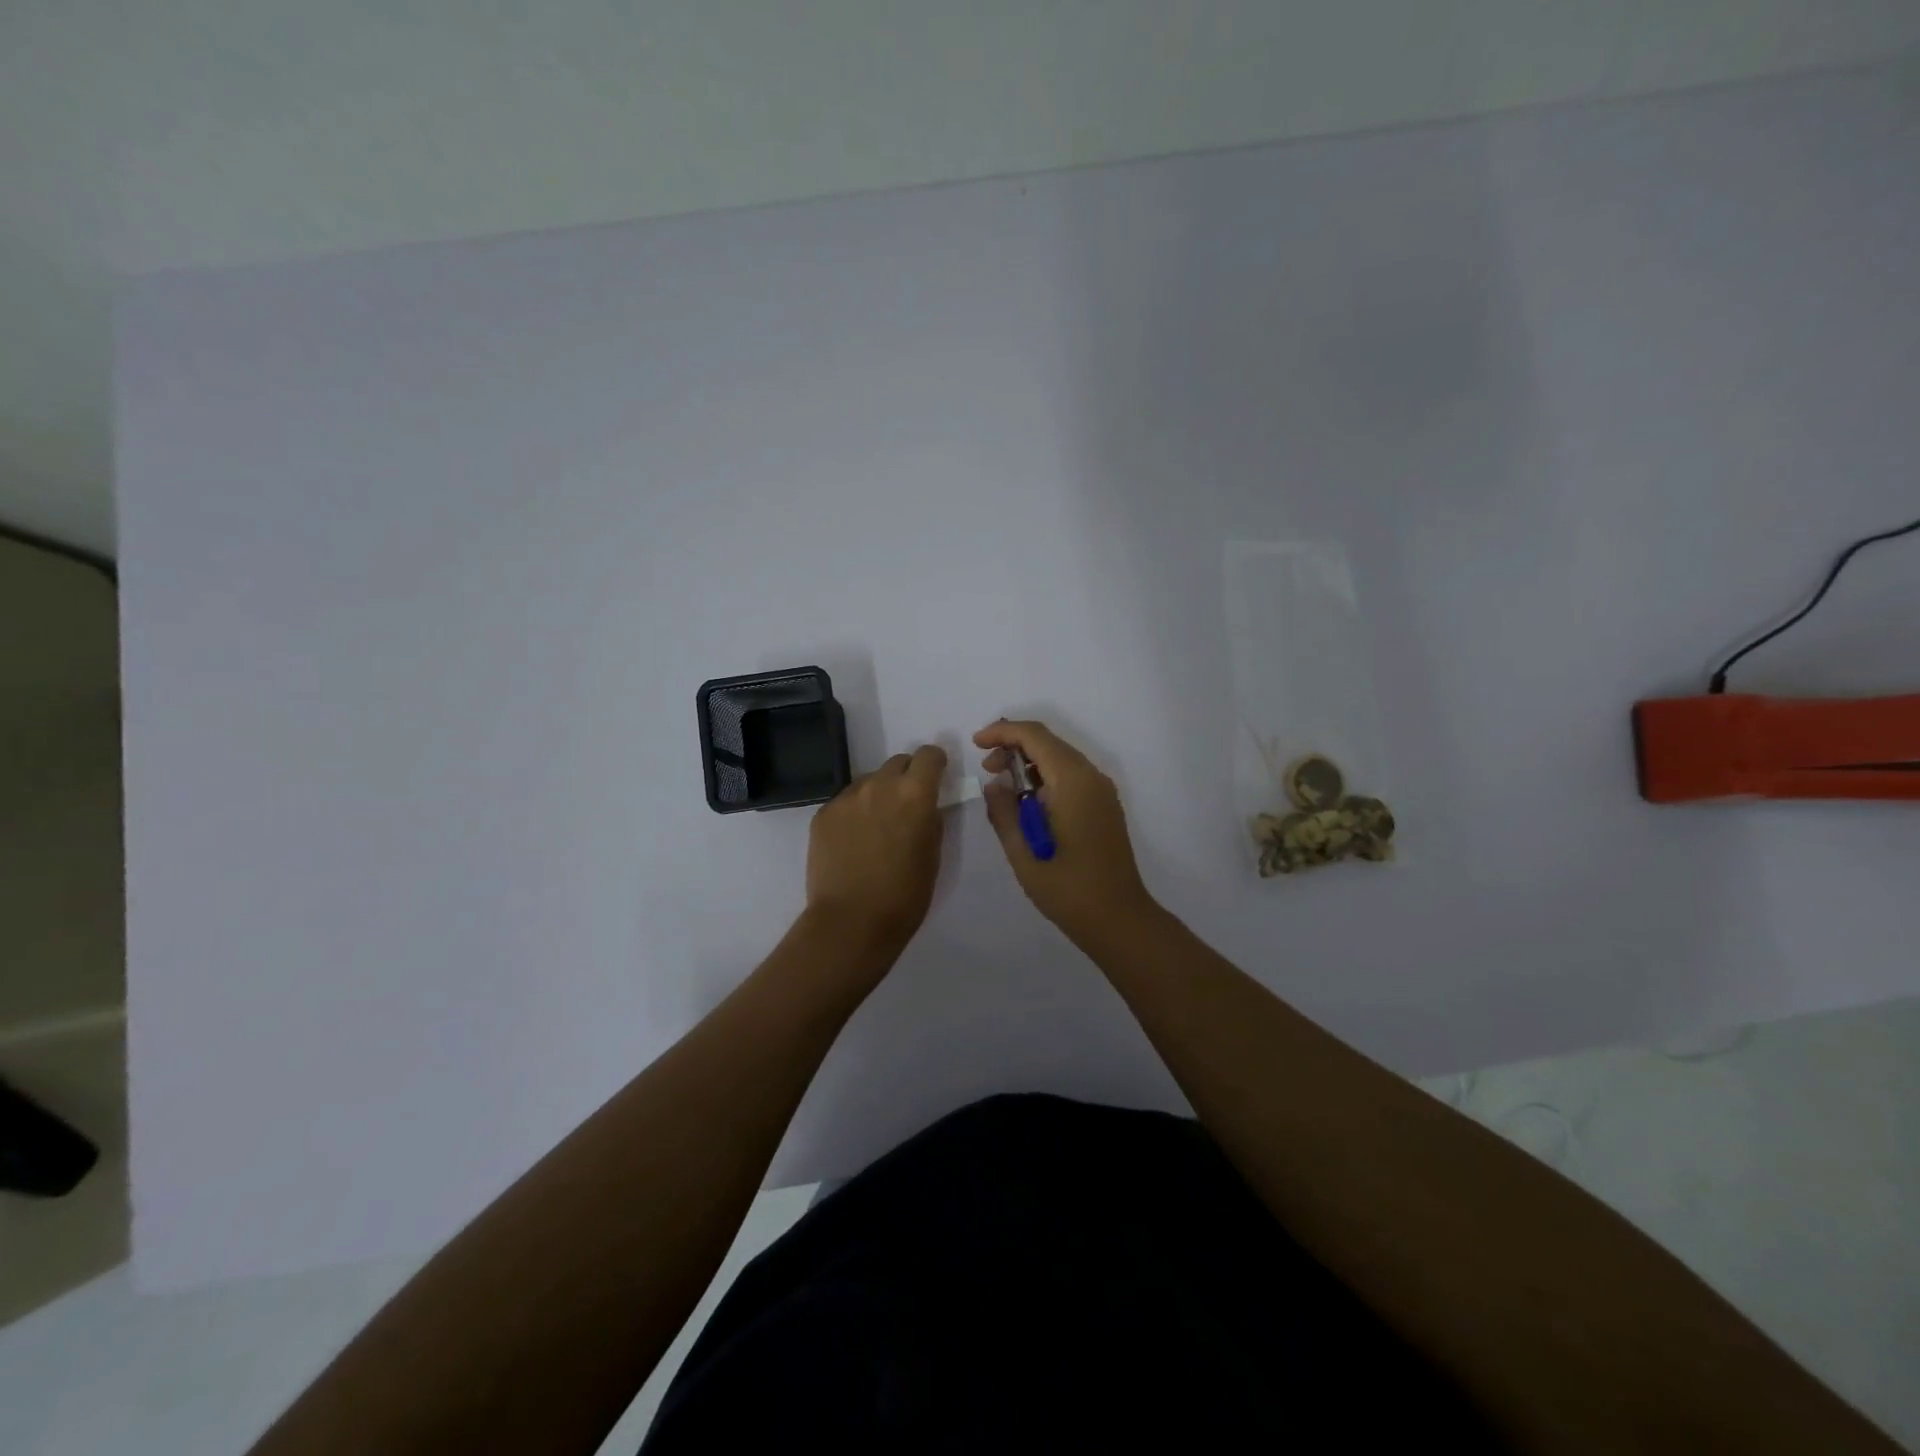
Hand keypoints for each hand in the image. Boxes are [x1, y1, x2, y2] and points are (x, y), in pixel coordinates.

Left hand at [805, 745, 946, 952]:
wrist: (851, 922)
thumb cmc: (905, 895)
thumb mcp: (933, 856)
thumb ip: (930, 820)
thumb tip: (925, 807)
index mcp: (915, 794)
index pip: (928, 755)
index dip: (934, 764)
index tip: (935, 778)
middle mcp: (880, 785)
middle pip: (897, 762)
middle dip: (906, 777)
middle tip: (906, 806)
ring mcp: (846, 798)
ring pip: (869, 781)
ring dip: (878, 794)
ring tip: (876, 828)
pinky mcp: (823, 814)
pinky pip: (845, 802)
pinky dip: (854, 813)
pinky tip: (853, 842)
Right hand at [974, 720, 1157, 945]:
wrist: (1119, 919)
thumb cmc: (1068, 890)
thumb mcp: (1024, 854)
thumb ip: (1004, 813)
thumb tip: (995, 785)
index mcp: (1073, 782)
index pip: (1035, 736)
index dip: (1002, 732)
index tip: (976, 743)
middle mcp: (1092, 777)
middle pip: (1049, 743)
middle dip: (1014, 746)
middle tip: (986, 769)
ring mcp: (1102, 792)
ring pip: (1061, 758)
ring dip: (1029, 762)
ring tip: (1003, 787)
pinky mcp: (1104, 806)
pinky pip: (1072, 776)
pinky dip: (1046, 777)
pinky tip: (1028, 802)